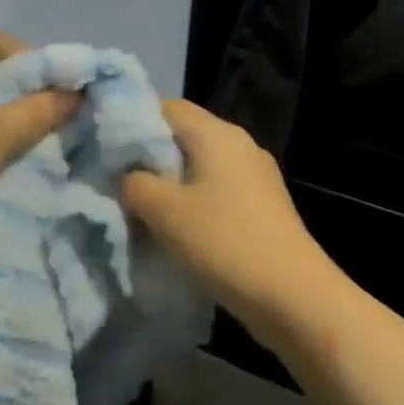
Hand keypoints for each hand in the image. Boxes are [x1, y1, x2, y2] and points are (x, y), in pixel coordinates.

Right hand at [120, 100, 340, 346]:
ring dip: (173, 184)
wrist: (294, 297)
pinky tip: (180, 231)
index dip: (135, 123)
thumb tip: (125, 175)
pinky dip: (196, 202)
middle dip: (151, 157)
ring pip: (201, 166)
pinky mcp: (264, 205)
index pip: (167, 107)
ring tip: (144, 210)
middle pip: (184, 136)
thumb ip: (135, 183)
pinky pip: (219, 190)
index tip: (109, 150)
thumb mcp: (165, 211)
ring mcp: (256, 175)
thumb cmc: (225, 242)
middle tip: (120, 182)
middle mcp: (239, 143)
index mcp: (216, 133)